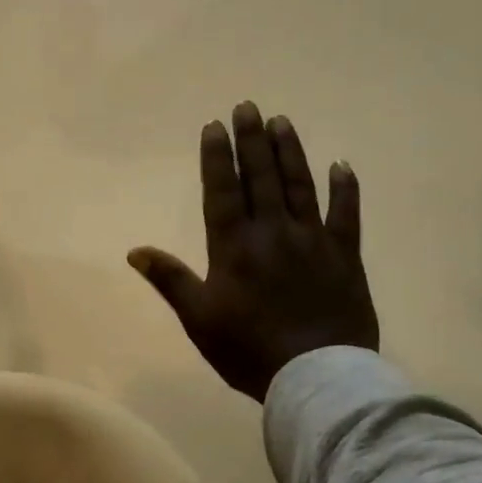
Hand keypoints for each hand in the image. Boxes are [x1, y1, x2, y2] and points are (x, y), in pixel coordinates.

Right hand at [130, 103, 378, 401]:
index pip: (222, 191)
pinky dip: (345, 189)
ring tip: (281, 122)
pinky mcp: (345, 256)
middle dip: (251, 141)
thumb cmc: (248, 349)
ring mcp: (313, 241)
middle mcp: (272, 232)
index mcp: (234, 247)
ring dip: (289, 152)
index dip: (217, 157)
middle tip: (247, 107)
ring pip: (300, 186)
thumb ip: (169, 279)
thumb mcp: (198, 318)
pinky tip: (341, 166)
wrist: (315, 376)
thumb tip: (135, 251)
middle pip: (261, 178)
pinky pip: (346, 215)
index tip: (215, 126)